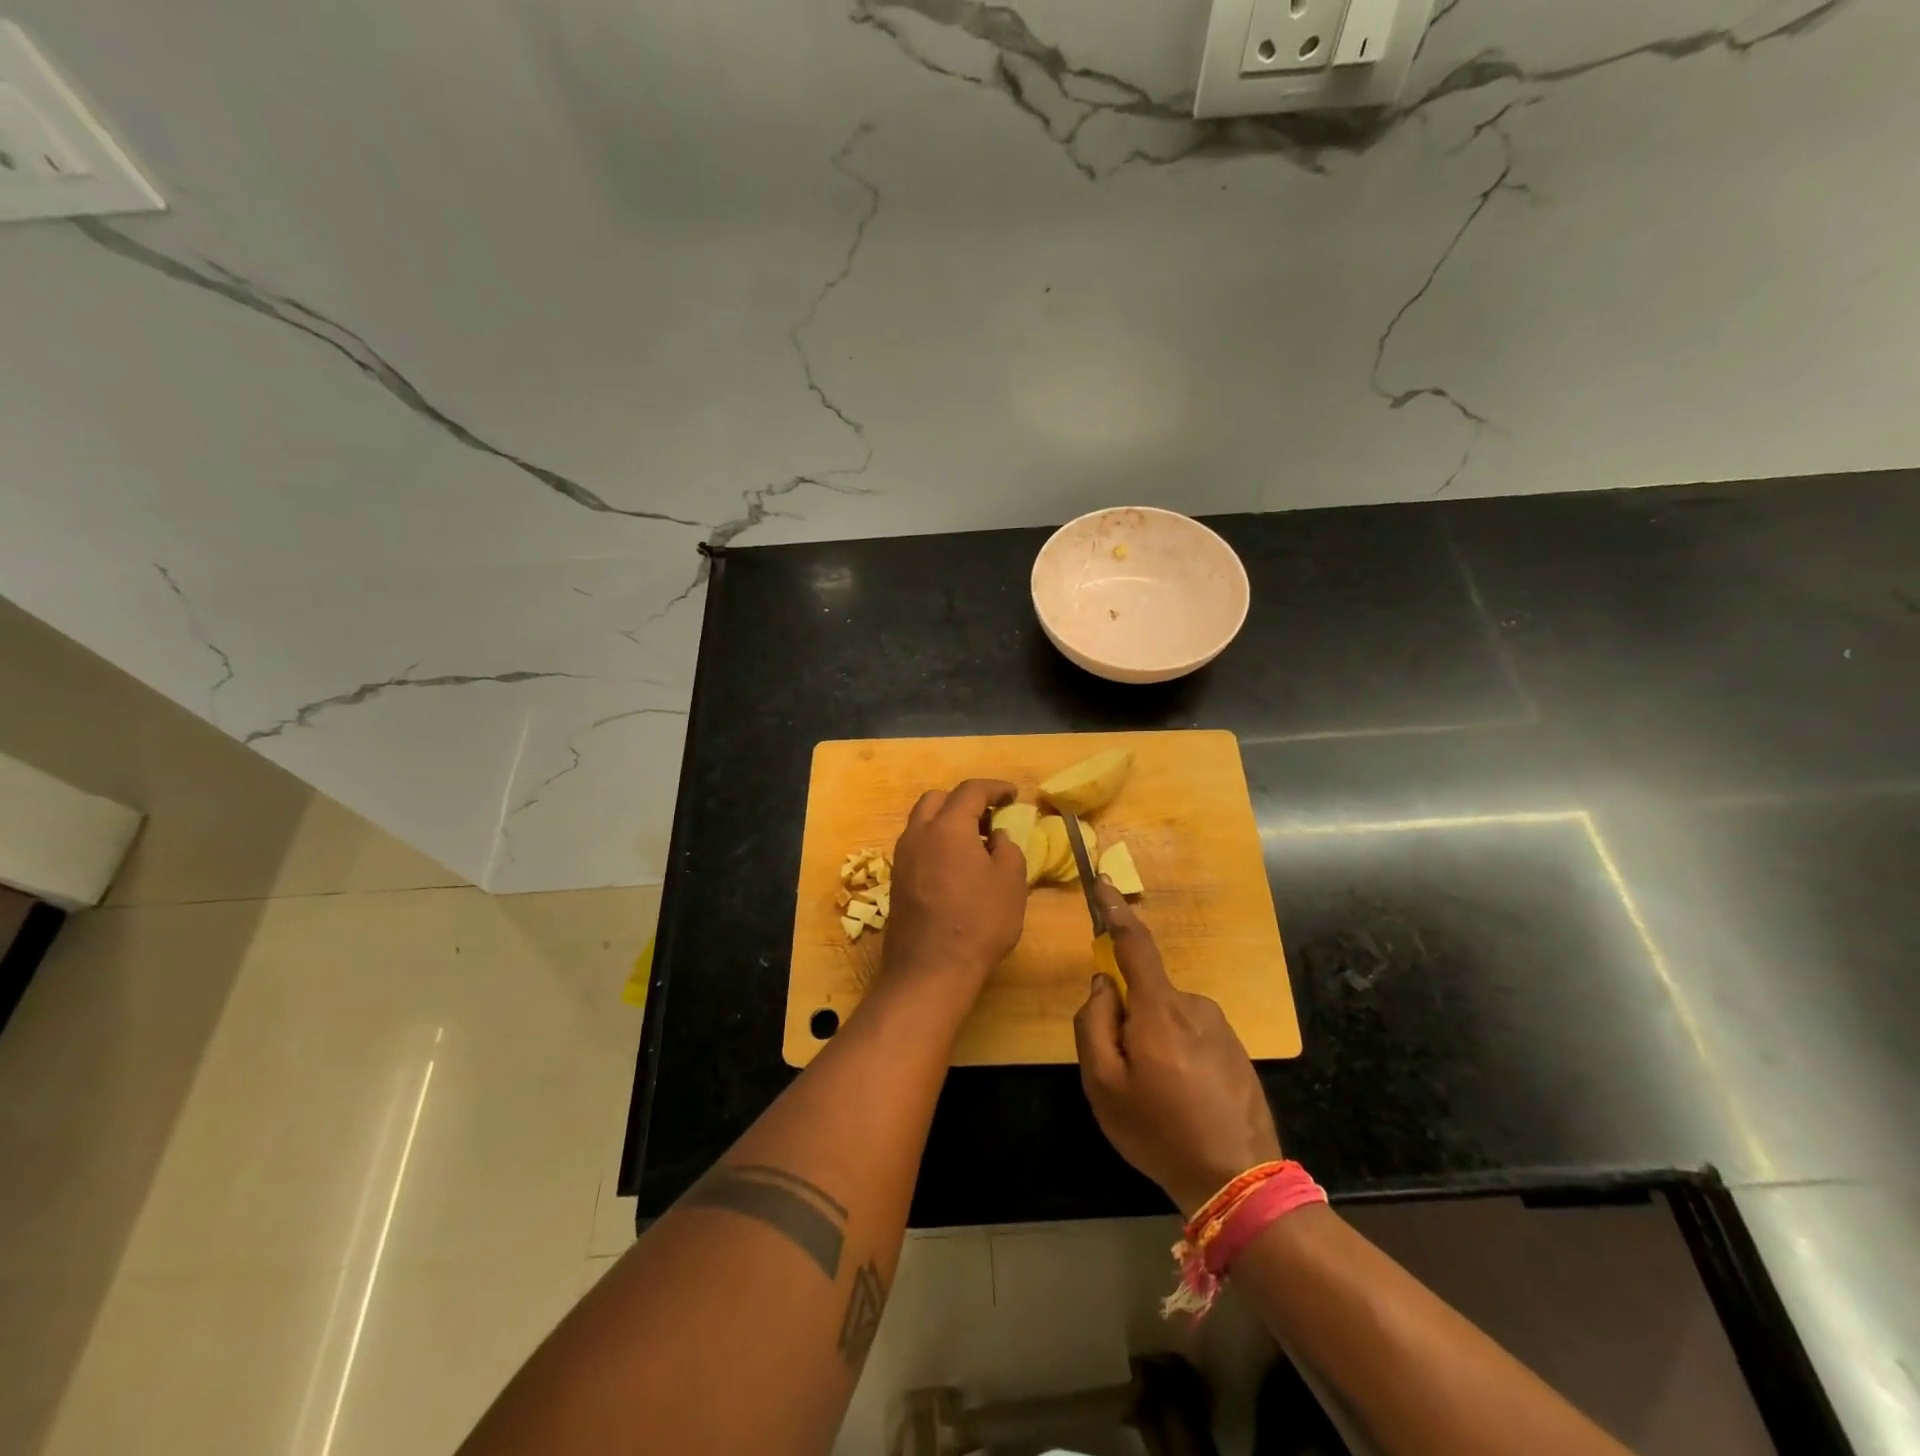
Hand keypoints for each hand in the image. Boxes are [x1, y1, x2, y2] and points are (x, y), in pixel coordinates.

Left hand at [878, 779, 1027, 1008]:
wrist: (930, 969)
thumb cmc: (978, 922)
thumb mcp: (1011, 883)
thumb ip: (1007, 849)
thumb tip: (996, 837)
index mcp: (948, 827)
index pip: (970, 791)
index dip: (995, 788)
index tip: (1013, 795)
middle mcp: (919, 834)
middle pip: (938, 800)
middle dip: (964, 800)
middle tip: (989, 817)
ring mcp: (902, 857)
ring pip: (923, 822)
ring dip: (947, 821)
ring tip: (974, 842)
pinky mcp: (897, 880)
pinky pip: (917, 846)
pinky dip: (936, 842)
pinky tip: (955, 865)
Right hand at [1073, 881, 1281, 1215]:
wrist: (1238, 1180)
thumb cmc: (1159, 1131)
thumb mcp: (1103, 1084)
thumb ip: (1093, 1023)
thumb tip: (1103, 983)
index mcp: (1158, 1008)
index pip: (1134, 943)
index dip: (1116, 910)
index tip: (1104, 882)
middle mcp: (1193, 1004)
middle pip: (1146, 992)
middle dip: (1129, 1018)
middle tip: (1127, 1075)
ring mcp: (1220, 1026)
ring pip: (1169, 1018)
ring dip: (1155, 1041)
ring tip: (1159, 1097)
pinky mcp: (1237, 1049)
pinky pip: (1192, 1036)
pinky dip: (1178, 1056)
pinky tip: (1185, 1101)